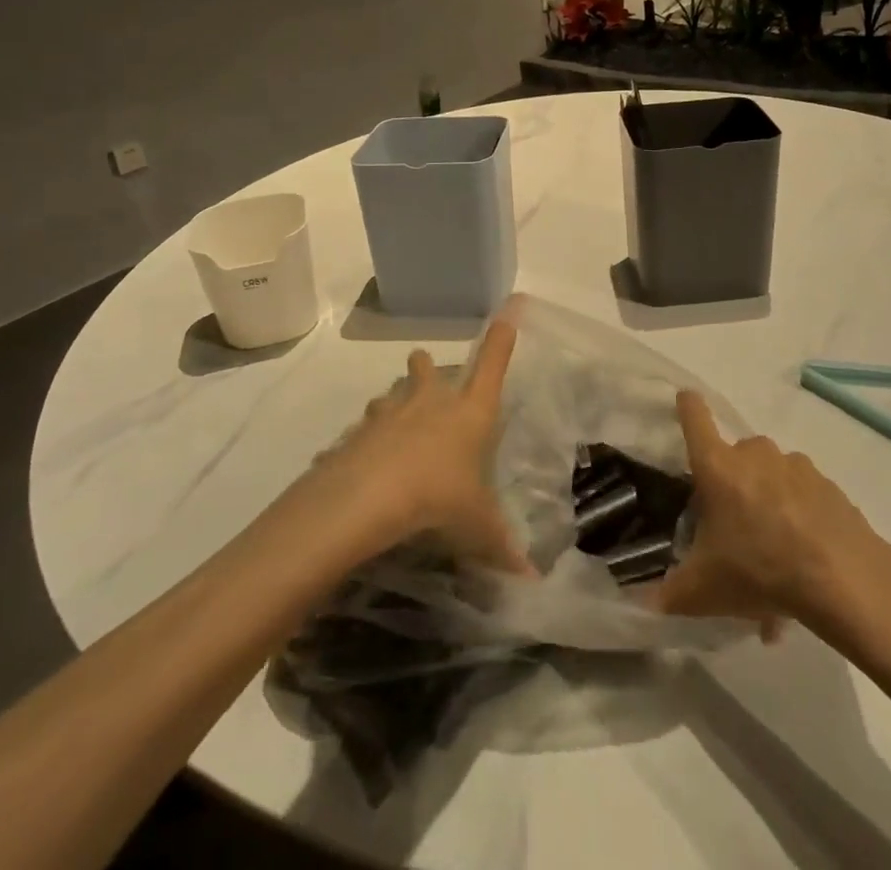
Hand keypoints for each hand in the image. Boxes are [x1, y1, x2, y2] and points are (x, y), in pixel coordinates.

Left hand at [322, 318, 533, 575]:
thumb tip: (533, 582)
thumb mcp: (477, 528)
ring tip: (393, 417)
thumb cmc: (439, 498)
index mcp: (468, 413)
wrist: (370, 498)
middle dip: (426, 366)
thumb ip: (502, 548)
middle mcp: (429, 403)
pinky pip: (360, 432)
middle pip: (427, 367)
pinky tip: (360, 461)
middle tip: (426, 368)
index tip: (508, 309)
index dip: (501, 338)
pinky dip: (362, 442)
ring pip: (390, 394)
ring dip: (393, 401)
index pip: (492, 365)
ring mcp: (389, 414)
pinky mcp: (356, 433)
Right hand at [657, 391, 890, 643]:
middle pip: (735, 456)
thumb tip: (644, 603)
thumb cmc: (759, 570)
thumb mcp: (704, 590)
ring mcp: (795, 466)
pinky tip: (805, 567)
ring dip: (769, 506)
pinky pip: (804, 499)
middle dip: (733, 485)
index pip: (694, 417)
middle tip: (734, 530)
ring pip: (772, 479)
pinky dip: (800, 523)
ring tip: (775, 561)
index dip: (687, 406)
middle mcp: (754, 454)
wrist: (844, 579)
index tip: (685, 400)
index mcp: (717, 466)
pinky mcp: (828, 486)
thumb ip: (670, 593)